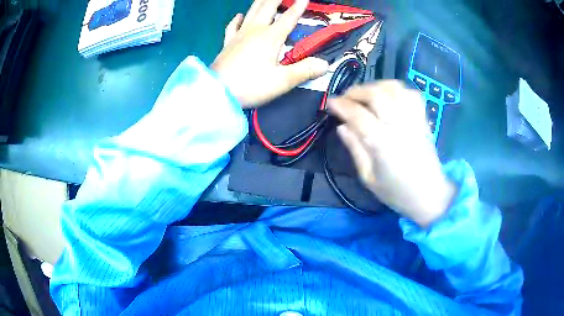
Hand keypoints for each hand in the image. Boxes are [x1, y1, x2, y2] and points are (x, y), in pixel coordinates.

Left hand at [212, 0, 328, 107]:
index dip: (298, 7)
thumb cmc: (251, 85)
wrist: (217, 91)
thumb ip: (304, 70)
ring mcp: (239, 35)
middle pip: (267, 8)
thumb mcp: (281, 81)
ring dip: (260, 2)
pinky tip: (239, 15)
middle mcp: (255, 30)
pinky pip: (232, 26)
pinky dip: (236, 19)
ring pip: (251, 12)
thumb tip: (325, 64)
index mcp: (270, 37)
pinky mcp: (228, 43)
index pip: (288, 18)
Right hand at [328, 81, 455, 227]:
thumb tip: (342, 127)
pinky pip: (410, 93)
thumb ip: (355, 149)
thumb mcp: (368, 177)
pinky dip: (396, 90)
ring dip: (376, 86)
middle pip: (376, 95)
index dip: (342, 105)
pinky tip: (388, 96)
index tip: (331, 103)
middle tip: (346, 97)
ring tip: (366, 95)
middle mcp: (399, 126)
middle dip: (357, 91)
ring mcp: (413, 120)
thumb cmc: (397, 192)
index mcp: (382, 143)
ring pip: (394, 89)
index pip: (358, 115)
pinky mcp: (423, 119)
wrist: (430, 195)